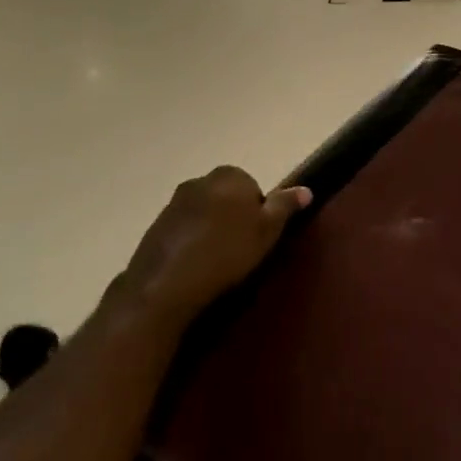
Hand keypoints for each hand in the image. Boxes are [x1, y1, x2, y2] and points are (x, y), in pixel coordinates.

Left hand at [117, 166, 308, 327]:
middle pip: (226, 197)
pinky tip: (193, 267)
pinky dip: (189, 242)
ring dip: (209, 230)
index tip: (256, 239)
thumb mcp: (267, 231)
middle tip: (239, 251)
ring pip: (203, 213)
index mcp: (230, 175)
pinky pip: (182, 230)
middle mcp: (200, 180)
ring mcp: (174, 203)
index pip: (252, 188)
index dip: (257, 214)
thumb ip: (285, 206)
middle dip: (232, 218)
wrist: (165, 285)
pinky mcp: (155, 226)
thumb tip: (306, 189)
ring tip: (215, 262)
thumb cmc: (226, 253)